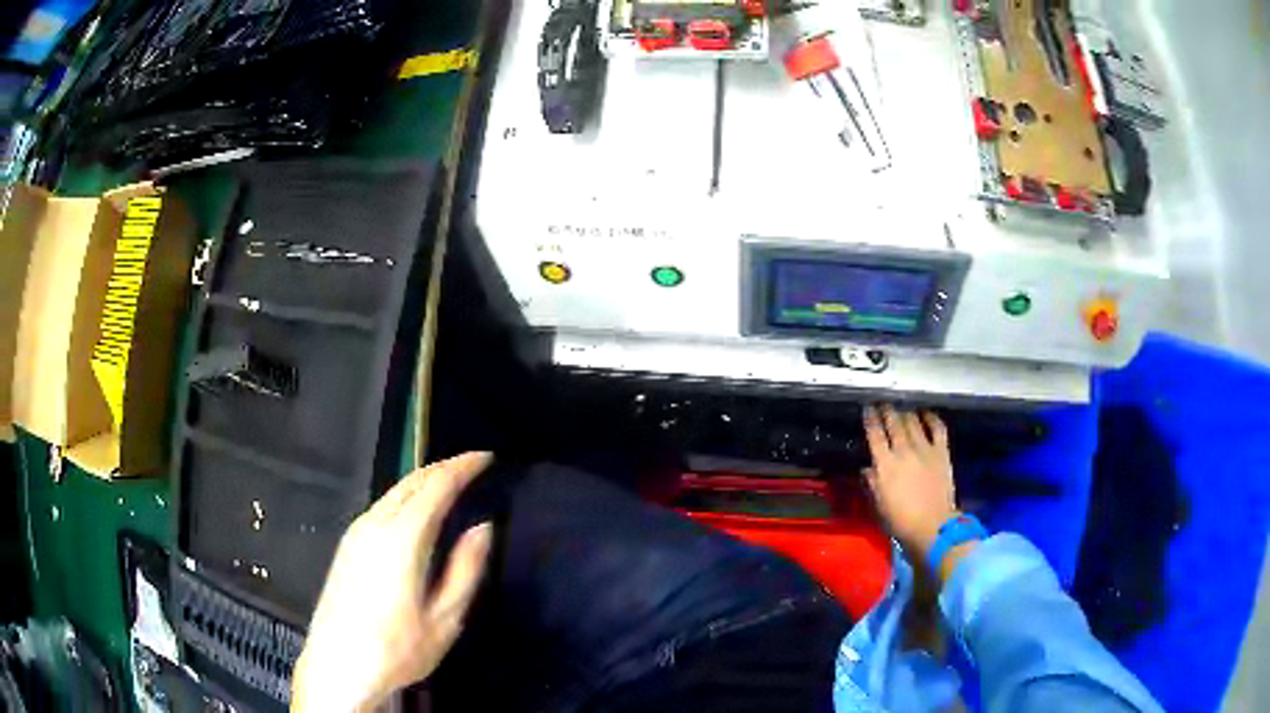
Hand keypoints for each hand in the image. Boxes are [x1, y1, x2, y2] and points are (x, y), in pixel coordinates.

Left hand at [293, 452, 493, 711]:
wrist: (339, 666)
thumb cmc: (398, 648)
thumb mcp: (445, 618)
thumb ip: (466, 569)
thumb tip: (483, 528)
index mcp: (402, 538)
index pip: (436, 485)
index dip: (463, 466)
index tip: (486, 457)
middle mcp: (375, 525)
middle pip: (411, 481)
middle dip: (443, 467)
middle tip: (472, 466)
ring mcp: (356, 534)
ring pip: (393, 492)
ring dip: (424, 481)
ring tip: (450, 485)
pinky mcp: (347, 546)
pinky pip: (381, 506)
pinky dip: (406, 497)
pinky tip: (416, 513)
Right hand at [862, 405, 957, 556]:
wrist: (933, 526)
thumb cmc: (901, 520)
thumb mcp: (879, 504)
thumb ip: (873, 482)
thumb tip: (867, 468)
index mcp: (885, 464)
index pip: (875, 434)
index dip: (870, 419)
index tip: (867, 409)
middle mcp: (904, 451)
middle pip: (894, 423)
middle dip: (887, 410)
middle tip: (883, 403)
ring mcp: (924, 449)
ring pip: (913, 422)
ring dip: (905, 412)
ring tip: (902, 408)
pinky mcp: (941, 452)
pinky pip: (937, 428)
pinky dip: (931, 418)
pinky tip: (926, 413)